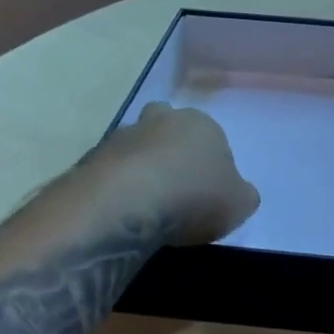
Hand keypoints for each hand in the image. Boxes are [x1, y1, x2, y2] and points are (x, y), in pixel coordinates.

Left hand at [86, 103, 260, 246]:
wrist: (126, 204)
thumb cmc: (194, 197)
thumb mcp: (240, 203)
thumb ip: (243, 194)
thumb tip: (238, 192)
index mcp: (203, 124)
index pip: (212, 136)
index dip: (210, 162)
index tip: (207, 189)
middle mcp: (162, 120)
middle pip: (168, 128)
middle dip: (169, 150)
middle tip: (173, 185)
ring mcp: (122, 136)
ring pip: (136, 147)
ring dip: (140, 167)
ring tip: (145, 205)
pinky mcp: (90, 158)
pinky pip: (110, 170)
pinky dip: (116, 186)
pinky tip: (122, 212)